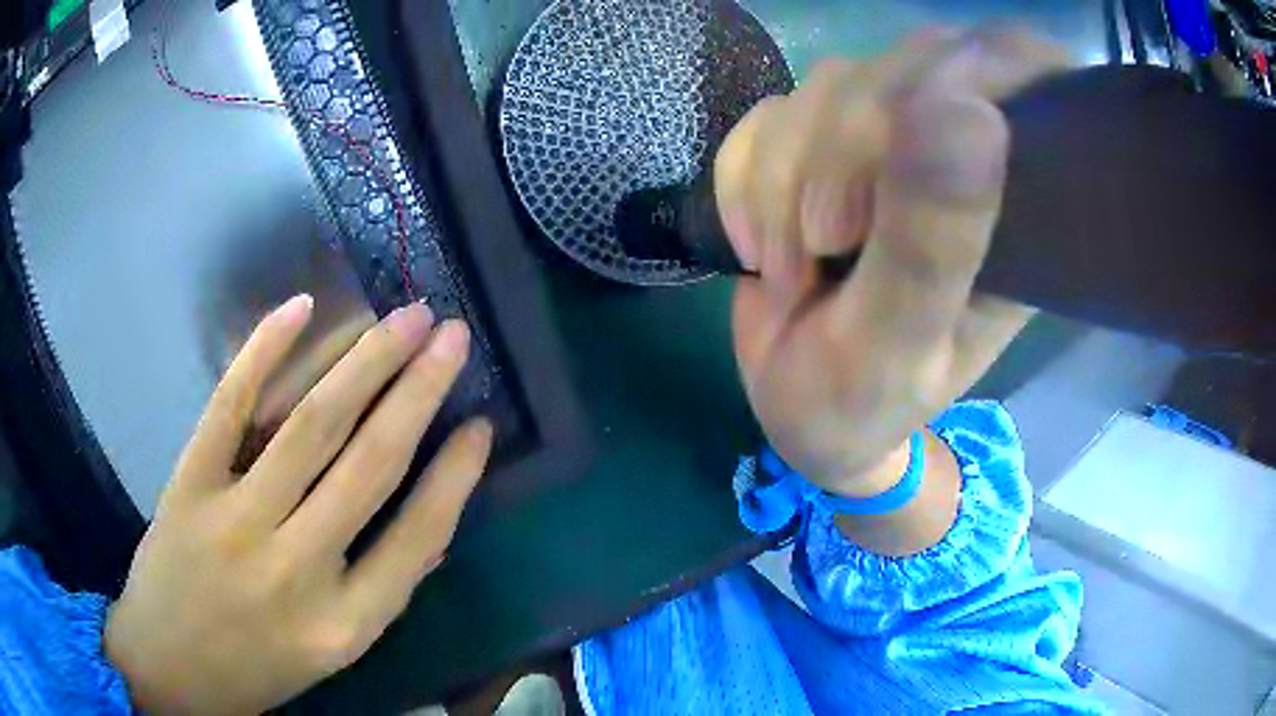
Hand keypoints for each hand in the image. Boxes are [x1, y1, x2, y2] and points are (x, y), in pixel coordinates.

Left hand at [105, 297, 492, 714]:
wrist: (168, 669)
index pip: (418, 536)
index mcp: (344, 623)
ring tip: (403, 318)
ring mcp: (236, 521)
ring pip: (310, 425)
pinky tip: (301, 307)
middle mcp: (297, 570)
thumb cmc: (256, 669)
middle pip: (369, 463)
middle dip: (419, 390)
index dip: (456, 475)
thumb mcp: (330, 652)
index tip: (482, 423)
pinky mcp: (189, 485)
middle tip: (451, 334)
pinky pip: (229, 408)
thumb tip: (429, 523)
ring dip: (364, 361)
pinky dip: (263, 351)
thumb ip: (377, 590)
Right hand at [720, 30, 1067, 494]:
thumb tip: (967, 110)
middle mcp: (963, 157)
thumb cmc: (864, 402)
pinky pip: (771, 113)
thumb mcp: (900, 345)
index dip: (970, 69)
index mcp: (1017, 206)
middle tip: (822, 244)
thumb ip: (932, 245)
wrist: (796, 411)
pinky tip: (757, 246)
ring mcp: (889, 142)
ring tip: (788, 271)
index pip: (1022, 72)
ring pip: (830, 84)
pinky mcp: (822, 144)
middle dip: (839, 151)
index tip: (906, 140)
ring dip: (781, 179)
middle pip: (907, 65)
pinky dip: (744, 179)